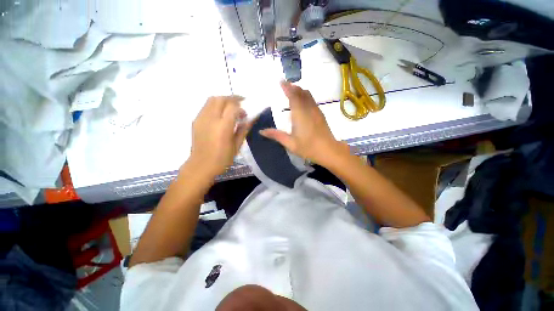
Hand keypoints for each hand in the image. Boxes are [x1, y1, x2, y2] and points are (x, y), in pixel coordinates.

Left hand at [188, 96, 251, 175]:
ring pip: (212, 100)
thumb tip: (250, 120)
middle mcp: (211, 119)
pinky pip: (206, 106)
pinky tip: (221, 114)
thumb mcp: (237, 146)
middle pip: (221, 99)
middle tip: (241, 103)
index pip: (233, 107)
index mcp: (223, 127)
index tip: (246, 114)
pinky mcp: (196, 120)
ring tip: (231, 107)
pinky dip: (216, 105)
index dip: (241, 107)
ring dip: (223, 100)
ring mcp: (201, 118)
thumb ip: (243, 130)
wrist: (201, 165)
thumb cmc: (222, 158)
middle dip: (232, 98)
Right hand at [260, 82, 348, 165]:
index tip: (281, 81)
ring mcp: (316, 111)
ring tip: (293, 91)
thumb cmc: (308, 147)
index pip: (293, 96)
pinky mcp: (320, 115)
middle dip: (293, 87)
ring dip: (300, 90)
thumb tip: (261, 131)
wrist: (328, 150)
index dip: (287, 88)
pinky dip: (305, 96)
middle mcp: (308, 109)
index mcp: (299, 114)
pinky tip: (302, 102)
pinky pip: (312, 100)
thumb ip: (276, 135)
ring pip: (308, 95)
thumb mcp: (290, 143)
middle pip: (301, 93)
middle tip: (285, 85)